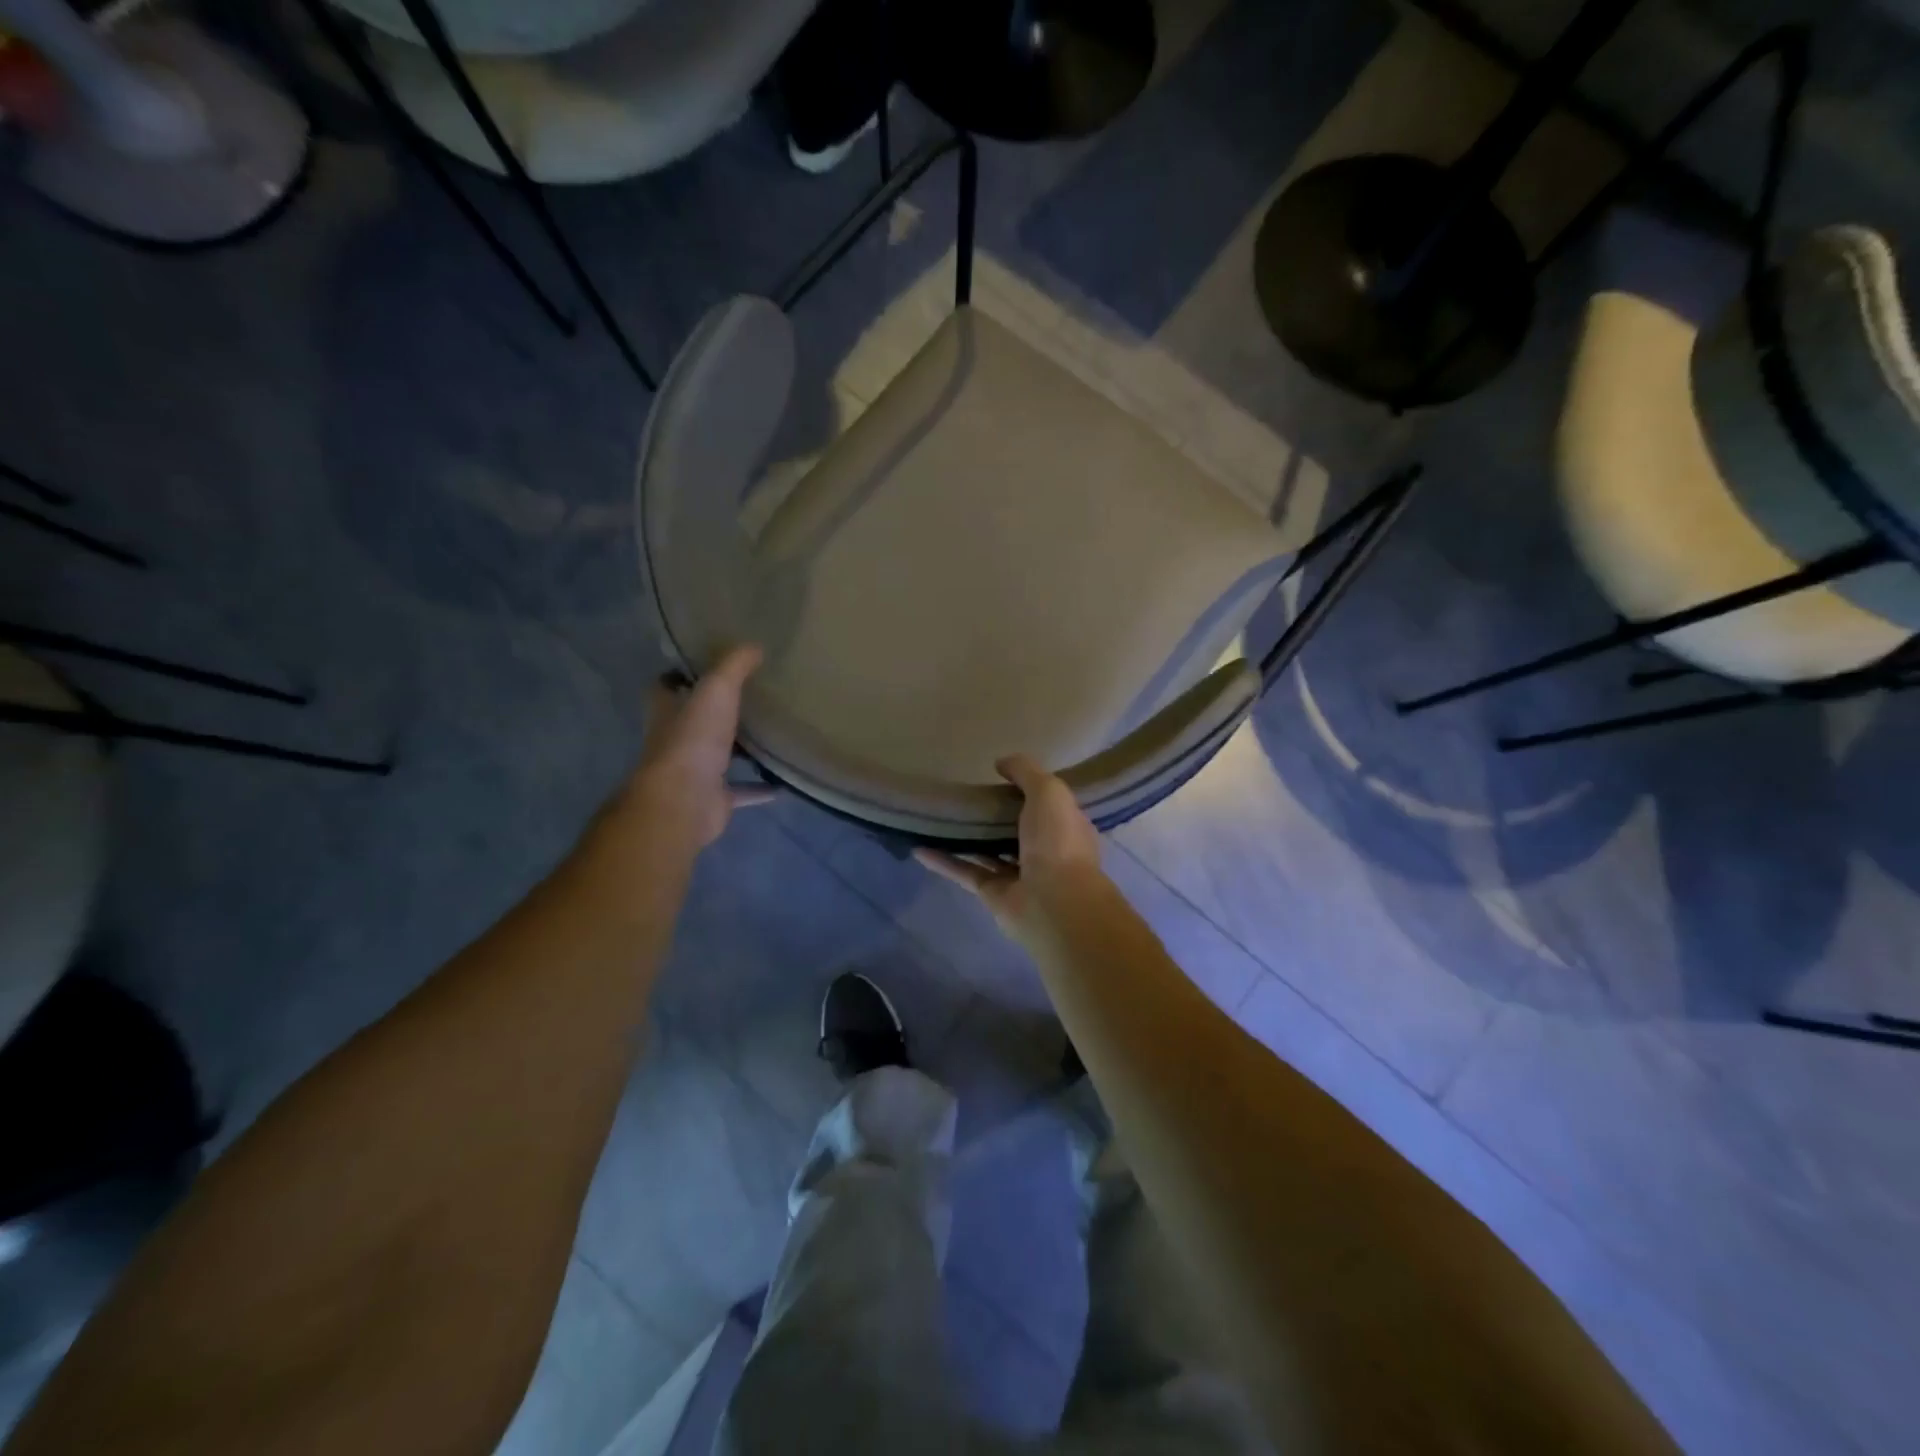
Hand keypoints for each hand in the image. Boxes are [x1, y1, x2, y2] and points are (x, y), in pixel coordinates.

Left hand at [623, 646, 773, 847]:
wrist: (685, 800)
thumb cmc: (693, 739)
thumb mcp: (717, 690)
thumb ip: (734, 666)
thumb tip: (754, 645)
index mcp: (668, 712)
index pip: (664, 687)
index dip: (679, 675)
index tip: (703, 665)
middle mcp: (676, 741)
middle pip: (693, 722)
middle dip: (713, 712)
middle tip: (748, 697)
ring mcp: (693, 772)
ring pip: (717, 756)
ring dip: (738, 749)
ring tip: (769, 735)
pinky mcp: (713, 798)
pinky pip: (740, 790)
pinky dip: (759, 788)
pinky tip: (783, 782)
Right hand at [915, 753, 1104, 940]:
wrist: (1053, 902)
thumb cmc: (1058, 842)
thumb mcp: (1049, 791)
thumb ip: (1026, 772)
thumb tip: (1001, 762)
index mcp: (1066, 828)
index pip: (1047, 806)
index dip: (1028, 791)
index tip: (1001, 777)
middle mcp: (1045, 852)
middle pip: (1016, 829)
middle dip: (994, 815)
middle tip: (966, 794)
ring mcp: (1018, 875)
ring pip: (988, 851)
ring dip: (966, 837)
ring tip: (940, 817)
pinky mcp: (992, 893)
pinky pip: (965, 871)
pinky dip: (943, 861)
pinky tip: (919, 847)